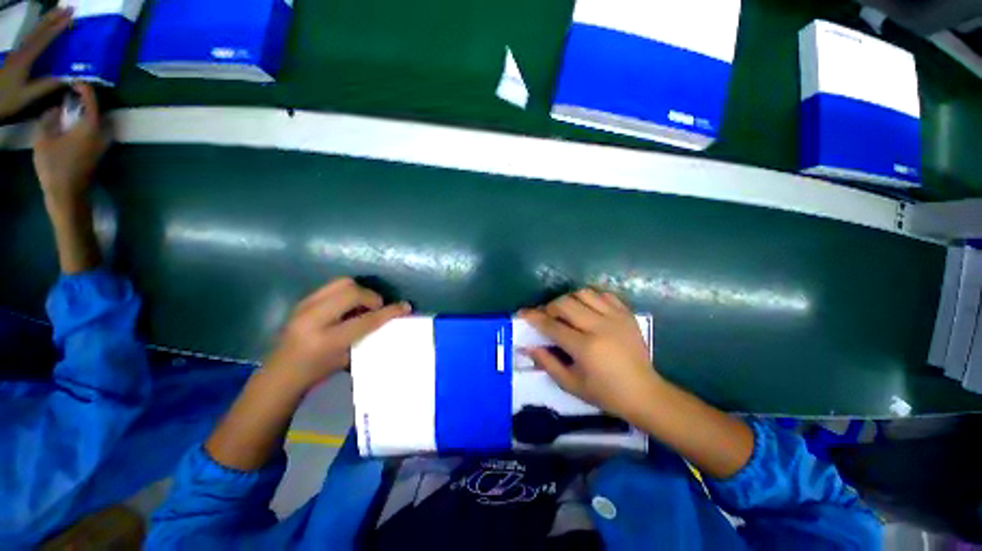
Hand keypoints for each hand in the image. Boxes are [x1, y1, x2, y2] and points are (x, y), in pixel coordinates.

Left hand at [0, 8, 71, 118]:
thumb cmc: (7, 100)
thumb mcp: (27, 97)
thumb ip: (45, 87)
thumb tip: (67, 80)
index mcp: (26, 59)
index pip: (45, 39)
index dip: (58, 27)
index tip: (71, 18)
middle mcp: (21, 51)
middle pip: (38, 30)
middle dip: (53, 18)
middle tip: (68, 8)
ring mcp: (18, 53)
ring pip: (34, 32)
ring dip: (47, 21)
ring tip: (59, 13)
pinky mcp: (16, 56)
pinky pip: (31, 39)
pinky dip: (40, 30)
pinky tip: (45, 30)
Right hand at [33, 83, 109, 211]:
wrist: (68, 194)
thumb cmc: (55, 166)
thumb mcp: (44, 138)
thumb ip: (50, 119)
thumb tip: (57, 107)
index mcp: (91, 126)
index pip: (92, 99)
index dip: (84, 88)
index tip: (75, 80)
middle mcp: (103, 133)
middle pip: (98, 110)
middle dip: (87, 99)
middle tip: (73, 92)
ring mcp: (104, 143)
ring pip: (98, 121)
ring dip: (87, 112)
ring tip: (72, 105)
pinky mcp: (100, 152)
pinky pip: (96, 131)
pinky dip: (87, 122)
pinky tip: (75, 123)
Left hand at [265, 278, 410, 389]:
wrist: (280, 373)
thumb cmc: (317, 372)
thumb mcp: (347, 358)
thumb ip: (367, 336)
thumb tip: (388, 320)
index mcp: (327, 339)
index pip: (367, 319)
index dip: (389, 312)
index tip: (405, 307)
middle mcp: (314, 318)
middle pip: (353, 291)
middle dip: (372, 297)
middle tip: (377, 309)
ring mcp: (305, 306)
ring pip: (342, 283)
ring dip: (359, 291)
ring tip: (363, 305)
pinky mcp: (302, 301)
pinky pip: (332, 286)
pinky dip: (347, 292)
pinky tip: (348, 306)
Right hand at [520, 289, 659, 421]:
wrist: (644, 393)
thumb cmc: (605, 393)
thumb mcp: (571, 384)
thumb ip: (547, 363)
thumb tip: (528, 347)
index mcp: (585, 347)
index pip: (552, 325)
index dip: (534, 317)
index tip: (522, 313)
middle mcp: (600, 327)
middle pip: (565, 303)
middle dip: (550, 307)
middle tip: (548, 316)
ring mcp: (616, 317)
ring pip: (583, 293)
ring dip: (569, 299)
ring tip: (567, 311)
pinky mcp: (626, 314)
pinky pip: (603, 294)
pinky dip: (591, 297)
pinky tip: (587, 309)